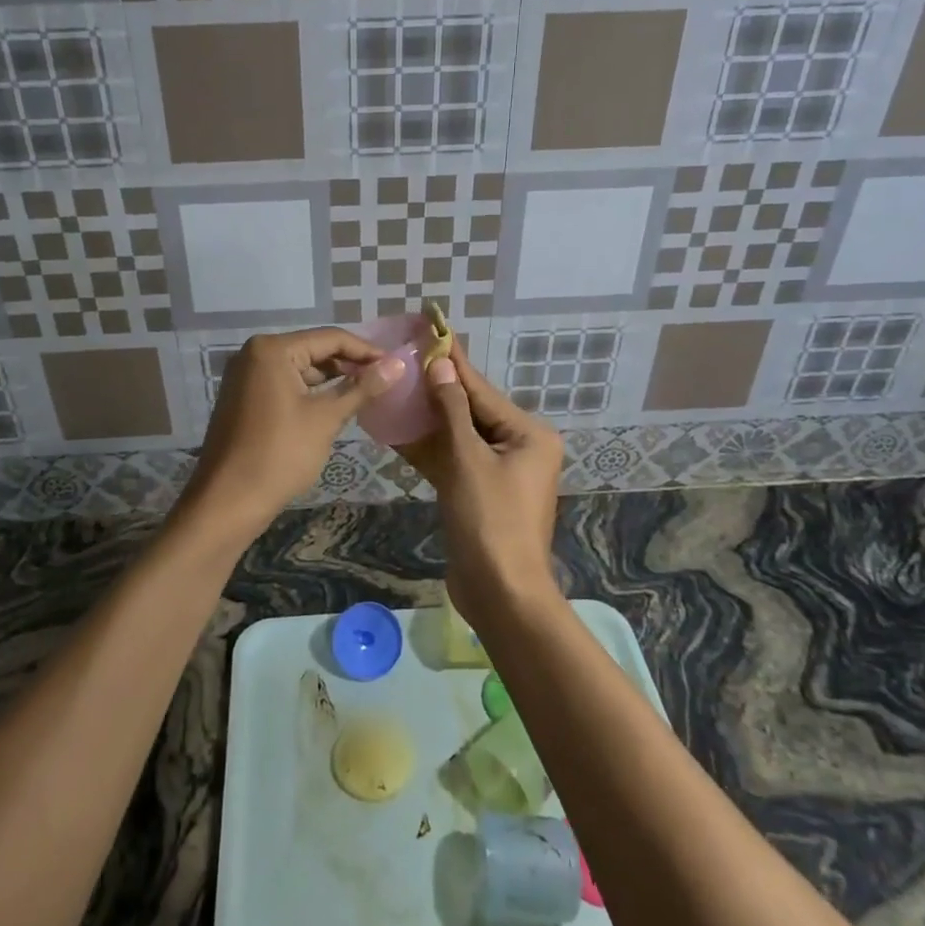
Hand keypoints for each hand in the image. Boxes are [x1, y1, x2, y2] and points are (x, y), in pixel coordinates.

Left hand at [183, 328, 405, 535]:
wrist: (227, 502)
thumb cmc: (280, 454)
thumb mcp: (326, 418)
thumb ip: (362, 387)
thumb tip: (398, 364)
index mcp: (272, 349)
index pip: (330, 338)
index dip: (366, 351)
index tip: (395, 365)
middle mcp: (254, 353)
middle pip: (313, 350)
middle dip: (349, 365)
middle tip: (384, 381)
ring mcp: (245, 376)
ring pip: (299, 369)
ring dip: (330, 380)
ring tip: (365, 394)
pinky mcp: (243, 398)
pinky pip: (284, 384)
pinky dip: (309, 393)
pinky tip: (334, 407)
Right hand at [397, 341, 563, 631]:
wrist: (501, 594)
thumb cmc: (490, 521)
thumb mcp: (469, 460)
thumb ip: (453, 411)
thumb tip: (441, 366)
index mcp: (528, 435)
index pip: (481, 390)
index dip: (453, 362)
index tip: (433, 330)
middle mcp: (519, 448)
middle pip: (470, 411)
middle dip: (436, 389)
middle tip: (406, 358)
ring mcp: (498, 473)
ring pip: (458, 436)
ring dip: (428, 419)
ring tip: (396, 389)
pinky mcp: (479, 493)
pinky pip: (453, 461)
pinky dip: (429, 450)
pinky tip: (398, 432)